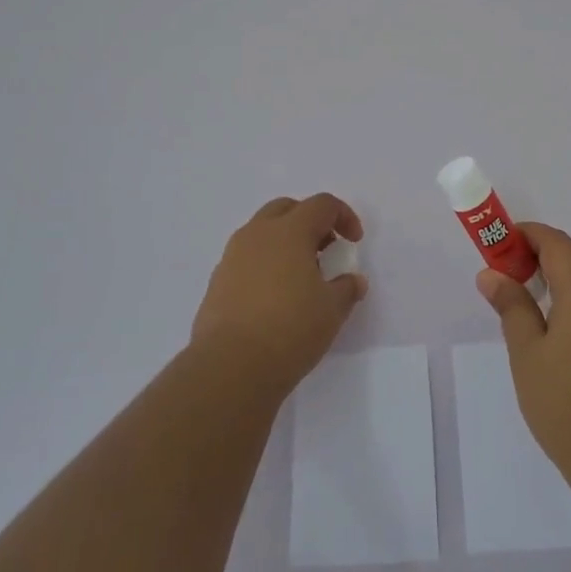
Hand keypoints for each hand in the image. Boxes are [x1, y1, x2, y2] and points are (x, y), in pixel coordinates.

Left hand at [192, 194, 367, 396]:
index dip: (343, 216)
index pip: (322, 204)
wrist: (230, 367)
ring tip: (300, 275)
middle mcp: (258, 234)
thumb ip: (346, 288)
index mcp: (290, 231)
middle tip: (326, 249)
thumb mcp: (332, 310)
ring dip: (285, 242)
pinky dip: (265, 264)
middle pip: (287, 209)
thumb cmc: (290, 329)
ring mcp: (232, 256)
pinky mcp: (217, 281)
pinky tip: (275, 296)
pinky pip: (246, 258)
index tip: (353, 242)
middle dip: (310, 221)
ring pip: (262, 232)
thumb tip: (353, 281)